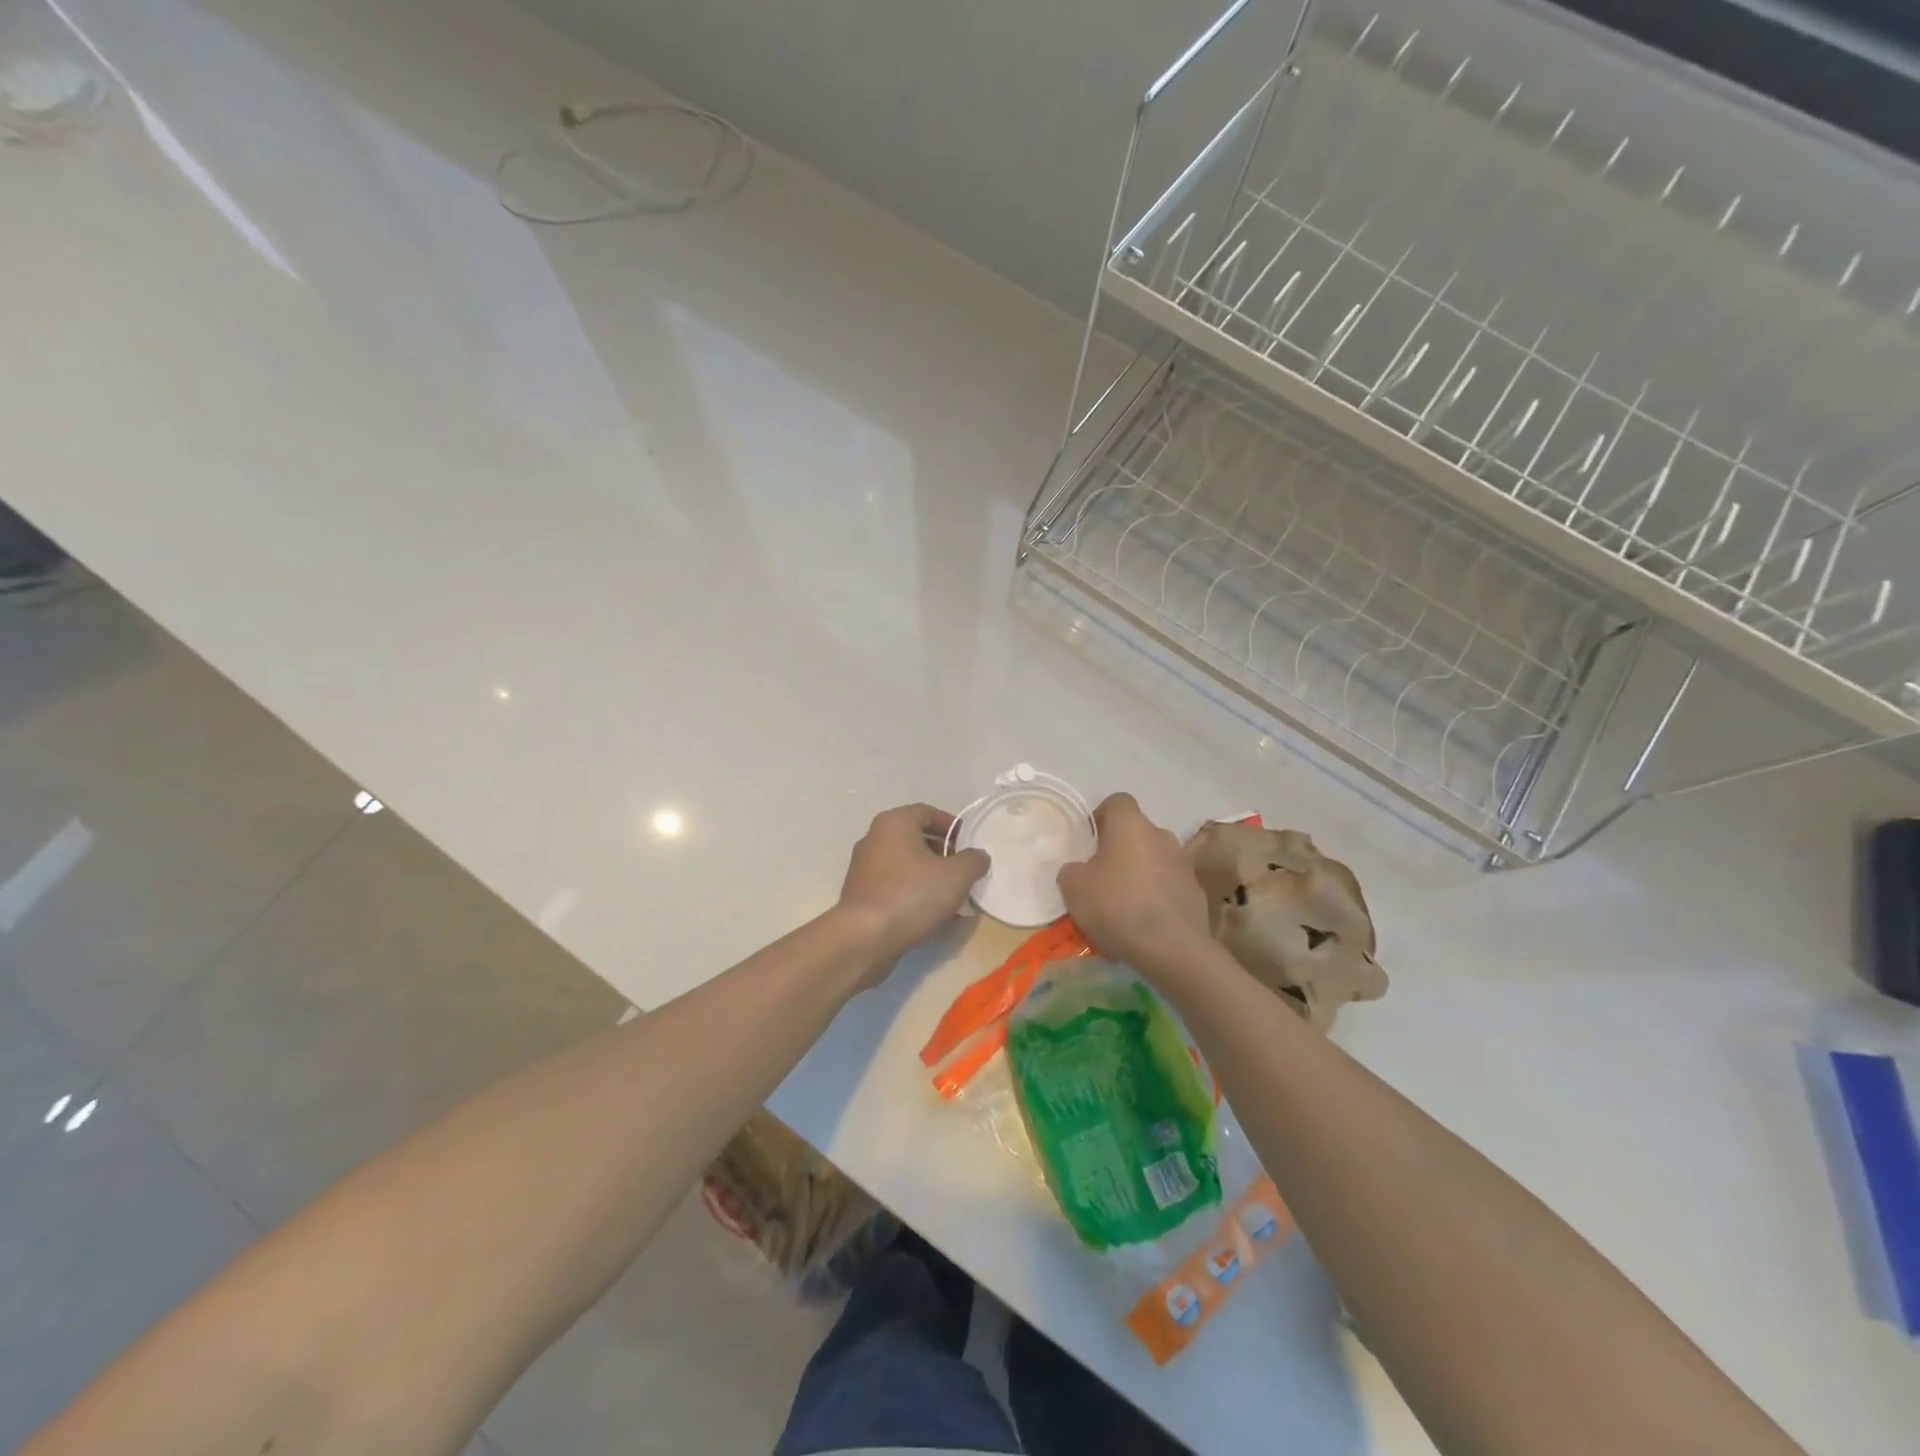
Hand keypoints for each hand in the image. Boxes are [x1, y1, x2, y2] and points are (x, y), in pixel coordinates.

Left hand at [834, 804, 989, 987]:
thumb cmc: (912, 895)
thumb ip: (973, 861)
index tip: (970, 845)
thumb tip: (978, 856)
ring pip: (907, 869)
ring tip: (955, 903)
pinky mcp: (862, 898)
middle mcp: (874, 839)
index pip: (928, 813)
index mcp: (894, 823)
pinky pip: (896, 891)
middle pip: (917, 841)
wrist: (865, 938)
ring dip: (932, 882)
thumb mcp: (956, 876)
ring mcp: (864, 870)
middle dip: (944, 857)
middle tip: (964, 875)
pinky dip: (915, 899)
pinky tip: (935, 921)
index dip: (952, 827)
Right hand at [1057, 793, 1210, 977]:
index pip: (1117, 801)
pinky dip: (1157, 897)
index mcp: (1130, 825)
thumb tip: (1079, 870)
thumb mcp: (1073, 888)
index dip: (1101, 817)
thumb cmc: (1117, 906)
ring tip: (1124, 906)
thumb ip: (1071, 871)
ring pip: (1155, 860)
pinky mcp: (1196, 893)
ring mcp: (1184, 864)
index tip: (1090, 841)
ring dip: (1140, 874)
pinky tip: (1145, 924)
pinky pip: (1169, 886)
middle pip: (1137, 833)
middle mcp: (1161, 836)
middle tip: (1102, 877)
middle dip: (1121, 850)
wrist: (1171, 948)